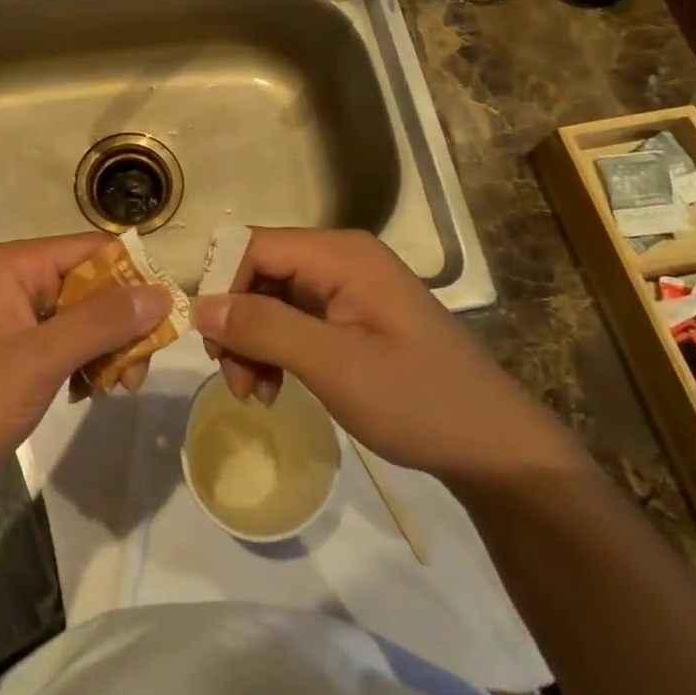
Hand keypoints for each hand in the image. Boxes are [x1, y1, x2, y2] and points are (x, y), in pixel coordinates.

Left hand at [0, 234, 171, 504]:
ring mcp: (13, 318)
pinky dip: (85, 364)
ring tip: (116, 389)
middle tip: (137, 373)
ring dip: (107, 349)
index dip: (132, 279)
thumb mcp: (39, 360)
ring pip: (82, 317)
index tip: (164, 322)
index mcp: (15, 265)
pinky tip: (90, 393)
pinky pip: (65, 343)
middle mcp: (15, 281)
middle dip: (121, 325)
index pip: (93, 250)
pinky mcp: (13, 352)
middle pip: (91, 285)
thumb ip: (102, 322)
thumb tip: (163, 293)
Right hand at [192, 228, 585, 485]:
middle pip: (261, 272)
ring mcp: (348, 288)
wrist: (495, 448)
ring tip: (255, 395)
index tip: (211, 343)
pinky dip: (276, 351)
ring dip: (253, 342)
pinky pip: (295, 320)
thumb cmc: (418, 400)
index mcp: (340, 253)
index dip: (224, 287)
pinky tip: (275, 389)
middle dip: (238, 322)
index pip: (255, 246)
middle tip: (233, 378)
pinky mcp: (353, 317)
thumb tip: (200, 307)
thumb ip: (265, 329)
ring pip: (272, 299)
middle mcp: (340, 259)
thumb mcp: (334, 366)